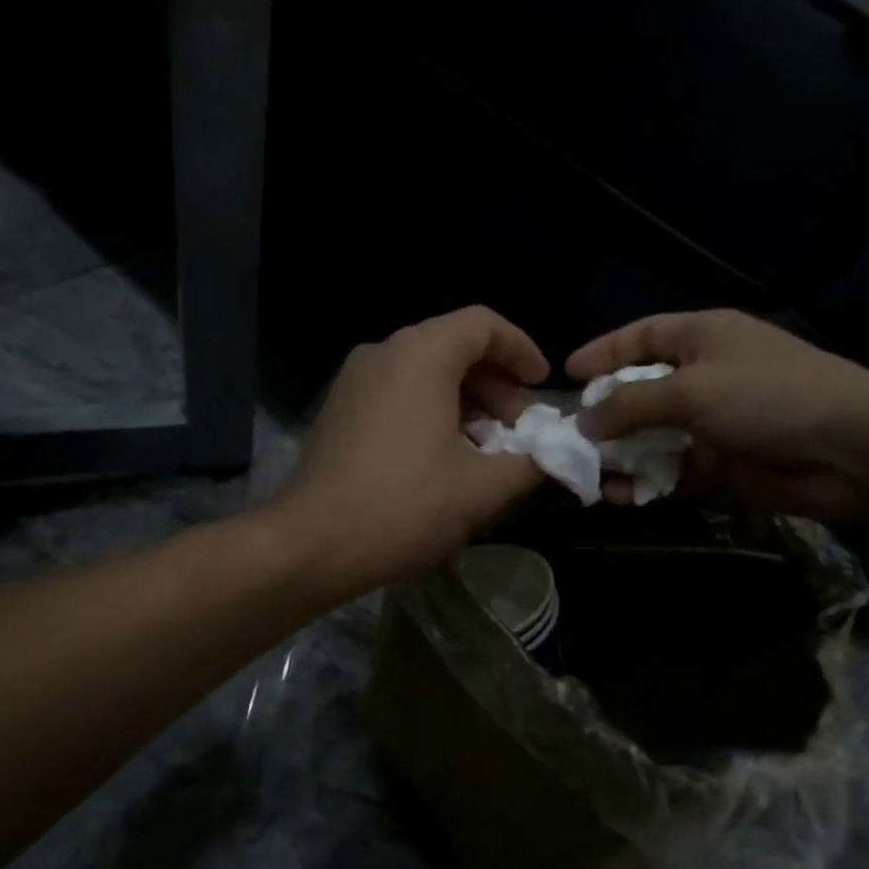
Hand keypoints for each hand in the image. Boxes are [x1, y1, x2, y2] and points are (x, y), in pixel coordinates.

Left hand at [274, 306, 549, 592]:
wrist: (313, 544)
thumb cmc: (405, 506)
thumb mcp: (482, 489)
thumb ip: (530, 463)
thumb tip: (555, 456)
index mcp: (421, 354)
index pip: (483, 325)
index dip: (522, 351)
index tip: (541, 386)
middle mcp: (383, 352)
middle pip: (453, 347)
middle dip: (495, 385)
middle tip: (517, 429)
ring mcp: (353, 380)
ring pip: (424, 373)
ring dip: (464, 402)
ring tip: (485, 449)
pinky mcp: (338, 410)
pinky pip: (396, 393)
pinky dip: (430, 411)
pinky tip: (443, 457)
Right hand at [567, 309, 868, 520]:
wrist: (849, 450)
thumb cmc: (767, 397)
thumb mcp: (690, 389)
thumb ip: (630, 405)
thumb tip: (584, 423)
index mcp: (702, 337)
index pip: (641, 336)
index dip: (603, 352)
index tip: (567, 375)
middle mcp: (704, 375)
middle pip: (641, 390)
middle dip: (605, 414)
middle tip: (568, 435)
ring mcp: (713, 422)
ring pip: (652, 436)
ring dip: (621, 454)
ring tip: (584, 473)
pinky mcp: (721, 464)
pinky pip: (671, 471)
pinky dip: (646, 482)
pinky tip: (618, 495)